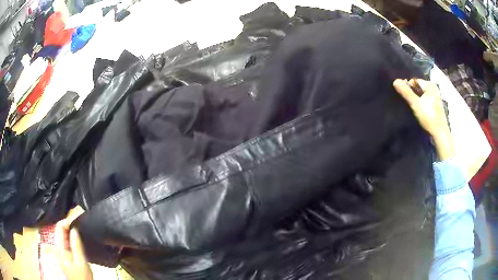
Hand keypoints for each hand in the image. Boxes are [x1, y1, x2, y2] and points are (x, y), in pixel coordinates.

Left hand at [55, 206, 92, 279]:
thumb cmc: (82, 276)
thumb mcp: (81, 262)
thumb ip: (76, 245)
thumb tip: (74, 229)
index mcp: (59, 248)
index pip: (58, 227)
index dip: (66, 222)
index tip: (76, 222)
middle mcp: (56, 248)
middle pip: (59, 231)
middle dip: (68, 227)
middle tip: (79, 228)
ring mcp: (59, 252)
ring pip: (61, 237)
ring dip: (69, 233)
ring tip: (78, 233)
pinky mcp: (62, 256)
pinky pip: (64, 243)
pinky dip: (69, 240)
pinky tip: (76, 242)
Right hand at [393, 79, 454, 160]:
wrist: (439, 133)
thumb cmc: (428, 116)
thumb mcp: (415, 104)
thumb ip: (406, 92)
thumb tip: (394, 81)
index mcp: (430, 85)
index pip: (414, 81)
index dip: (407, 87)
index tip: (403, 95)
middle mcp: (434, 89)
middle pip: (419, 88)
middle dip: (412, 93)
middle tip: (408, 102)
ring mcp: (436, 98)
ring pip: (422, 95)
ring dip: (417, 99)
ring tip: (413, 107)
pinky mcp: (437, 106)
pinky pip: (426, 101)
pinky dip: (422, 104)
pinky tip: (420, 111)